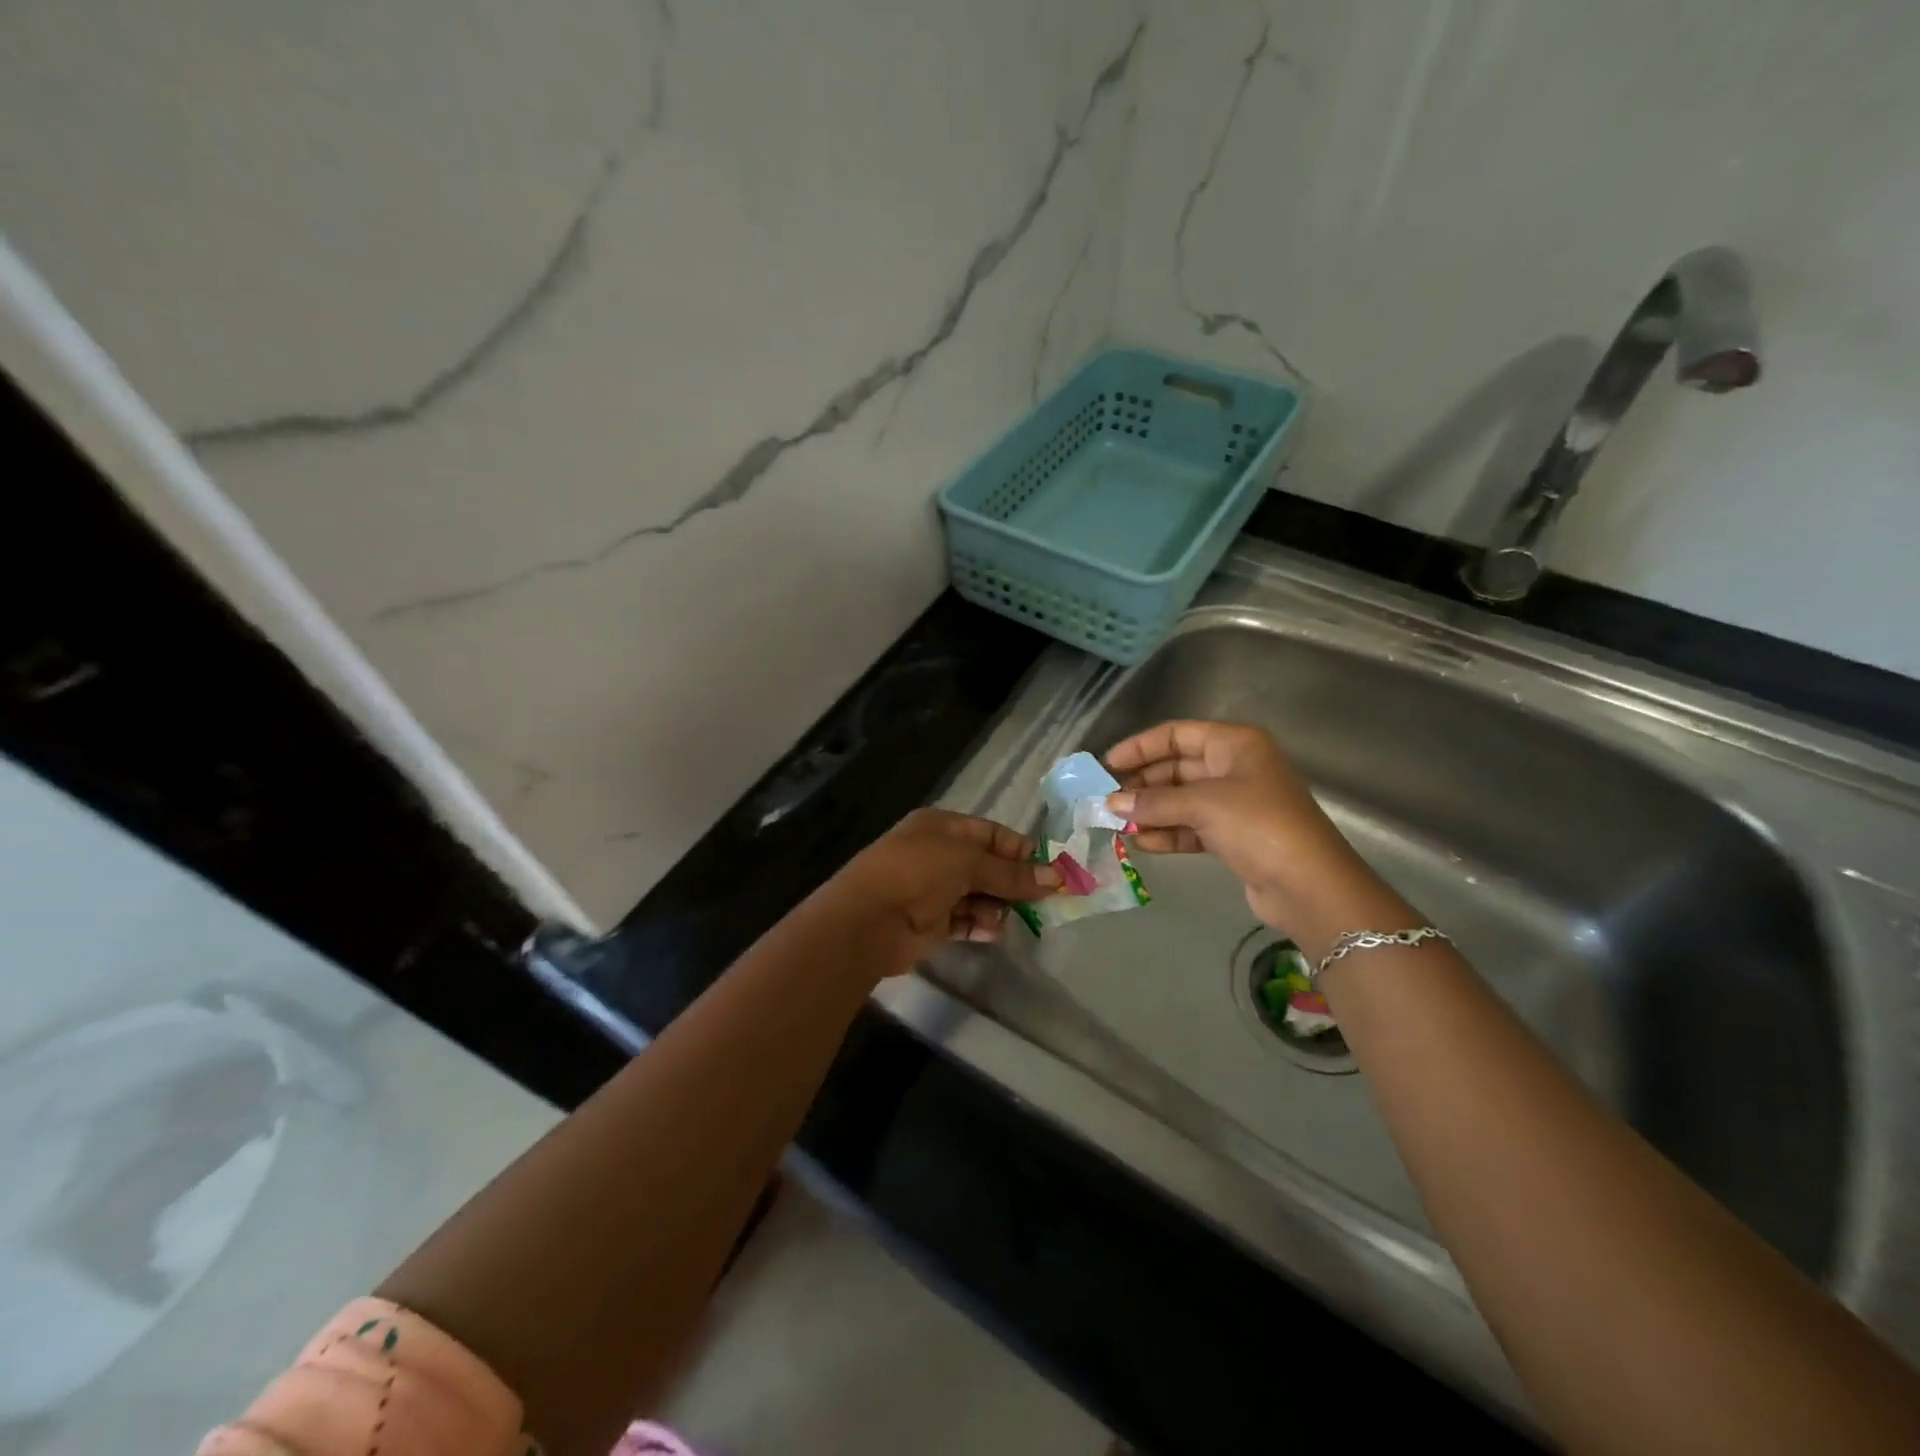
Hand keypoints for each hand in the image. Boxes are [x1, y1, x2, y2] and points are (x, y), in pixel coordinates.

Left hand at [822, 808, 1059, 972]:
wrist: (868, 919)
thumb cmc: (918, 873)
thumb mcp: (968, 862)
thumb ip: (1011, 873)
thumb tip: (1056, 877)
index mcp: (942, 827)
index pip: (990, 833)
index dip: (1019, 850)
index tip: (1050, 869)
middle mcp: (937, 855)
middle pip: (986, 866)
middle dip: (1013, 882)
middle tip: (1045, 900)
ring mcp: (932, 890)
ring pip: (977, 895)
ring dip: (996, 906)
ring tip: (1007, 917)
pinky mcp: (930, 922)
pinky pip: (964, 921)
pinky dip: (979, 925)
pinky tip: (992, 932)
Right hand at [1105, 720, 1391, 944]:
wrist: (1309, 885)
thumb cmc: (1258, 825)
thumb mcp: (1202, 804)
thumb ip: (1153, 802)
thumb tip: (1110, 804)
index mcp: (1235, 744)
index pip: (1177, 734)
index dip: (1140, 746)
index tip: (1107, 765)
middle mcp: (1235, 768)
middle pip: (1177, 767)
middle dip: (1142, 783)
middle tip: (1107, 799)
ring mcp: (1235, 804)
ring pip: (1181, 799)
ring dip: (1151, 811)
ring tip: (1117, 825)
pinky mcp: (1234, 837)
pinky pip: (1191, 827)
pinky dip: (1167, 833)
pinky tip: (1141, 843)